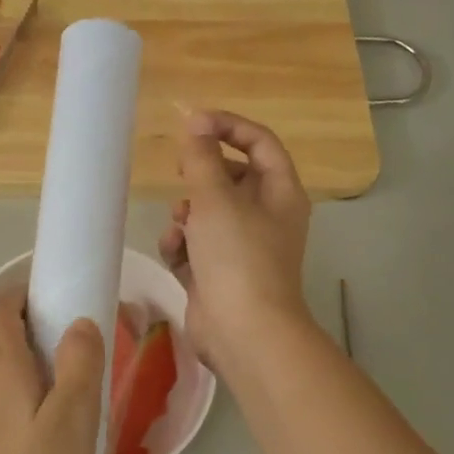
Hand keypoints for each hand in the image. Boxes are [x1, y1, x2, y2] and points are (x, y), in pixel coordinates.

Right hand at [158, 110, 313, 370]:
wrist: (243, 332)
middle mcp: (265, 217)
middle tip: (178, 170)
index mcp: (279, 193)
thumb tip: (195, 122)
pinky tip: (174, 253)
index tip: (191, 123)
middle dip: (200, 175)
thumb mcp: (216, 199)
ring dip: (186, 214)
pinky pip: (194, 246)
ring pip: (207, 213)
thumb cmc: (237, 257)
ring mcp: (241, 248)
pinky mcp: (217, 274)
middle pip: (230, 178)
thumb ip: (201, 157)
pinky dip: (181, 246)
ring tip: (180, 226)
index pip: (259, 142)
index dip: (227, 126)